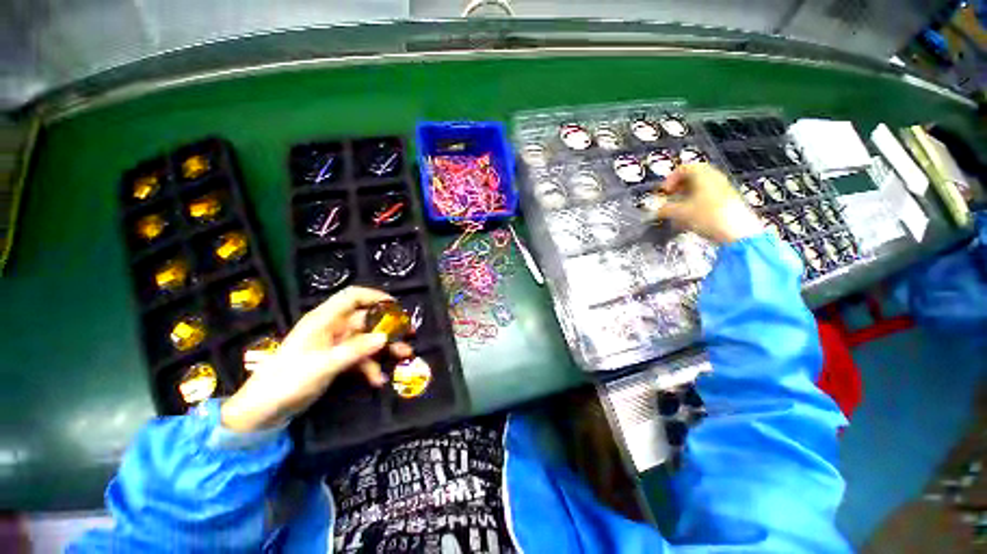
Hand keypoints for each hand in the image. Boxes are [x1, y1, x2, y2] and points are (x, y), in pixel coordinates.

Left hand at [221, 287, 412, 432]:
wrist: (263, 411)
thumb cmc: (288, 381)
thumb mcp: (324, 365)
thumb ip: (356, 350)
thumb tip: (385, 336)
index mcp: (324, 320)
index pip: (352, 297)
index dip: (374, 296)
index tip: (396, 305)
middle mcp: (332, 328)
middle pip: (366, 320)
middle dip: (389, 327)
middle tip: (410, 334)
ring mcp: (335, 346)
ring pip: (367, 340)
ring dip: (385, 348)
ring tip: (404, 356)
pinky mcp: (335, 361)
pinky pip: (359, 358)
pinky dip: (370, 367)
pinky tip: (378, 380)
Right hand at [652, 163, 762, 243]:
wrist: (738, 232)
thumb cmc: (707, 217)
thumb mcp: (680, 213)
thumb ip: (665, 210)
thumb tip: (657, 211)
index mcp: (703, 175)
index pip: (683, 168)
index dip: (669, 180)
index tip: (663, 193)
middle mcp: (714, 177)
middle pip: (692, 177)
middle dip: (678, 188)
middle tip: (669, 200)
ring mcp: (723, 188)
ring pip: (700, 188)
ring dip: (685, 197)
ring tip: (678, 211)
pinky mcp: (728, 200)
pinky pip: (708, 196)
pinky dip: (696, 203)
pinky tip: (690, 218)